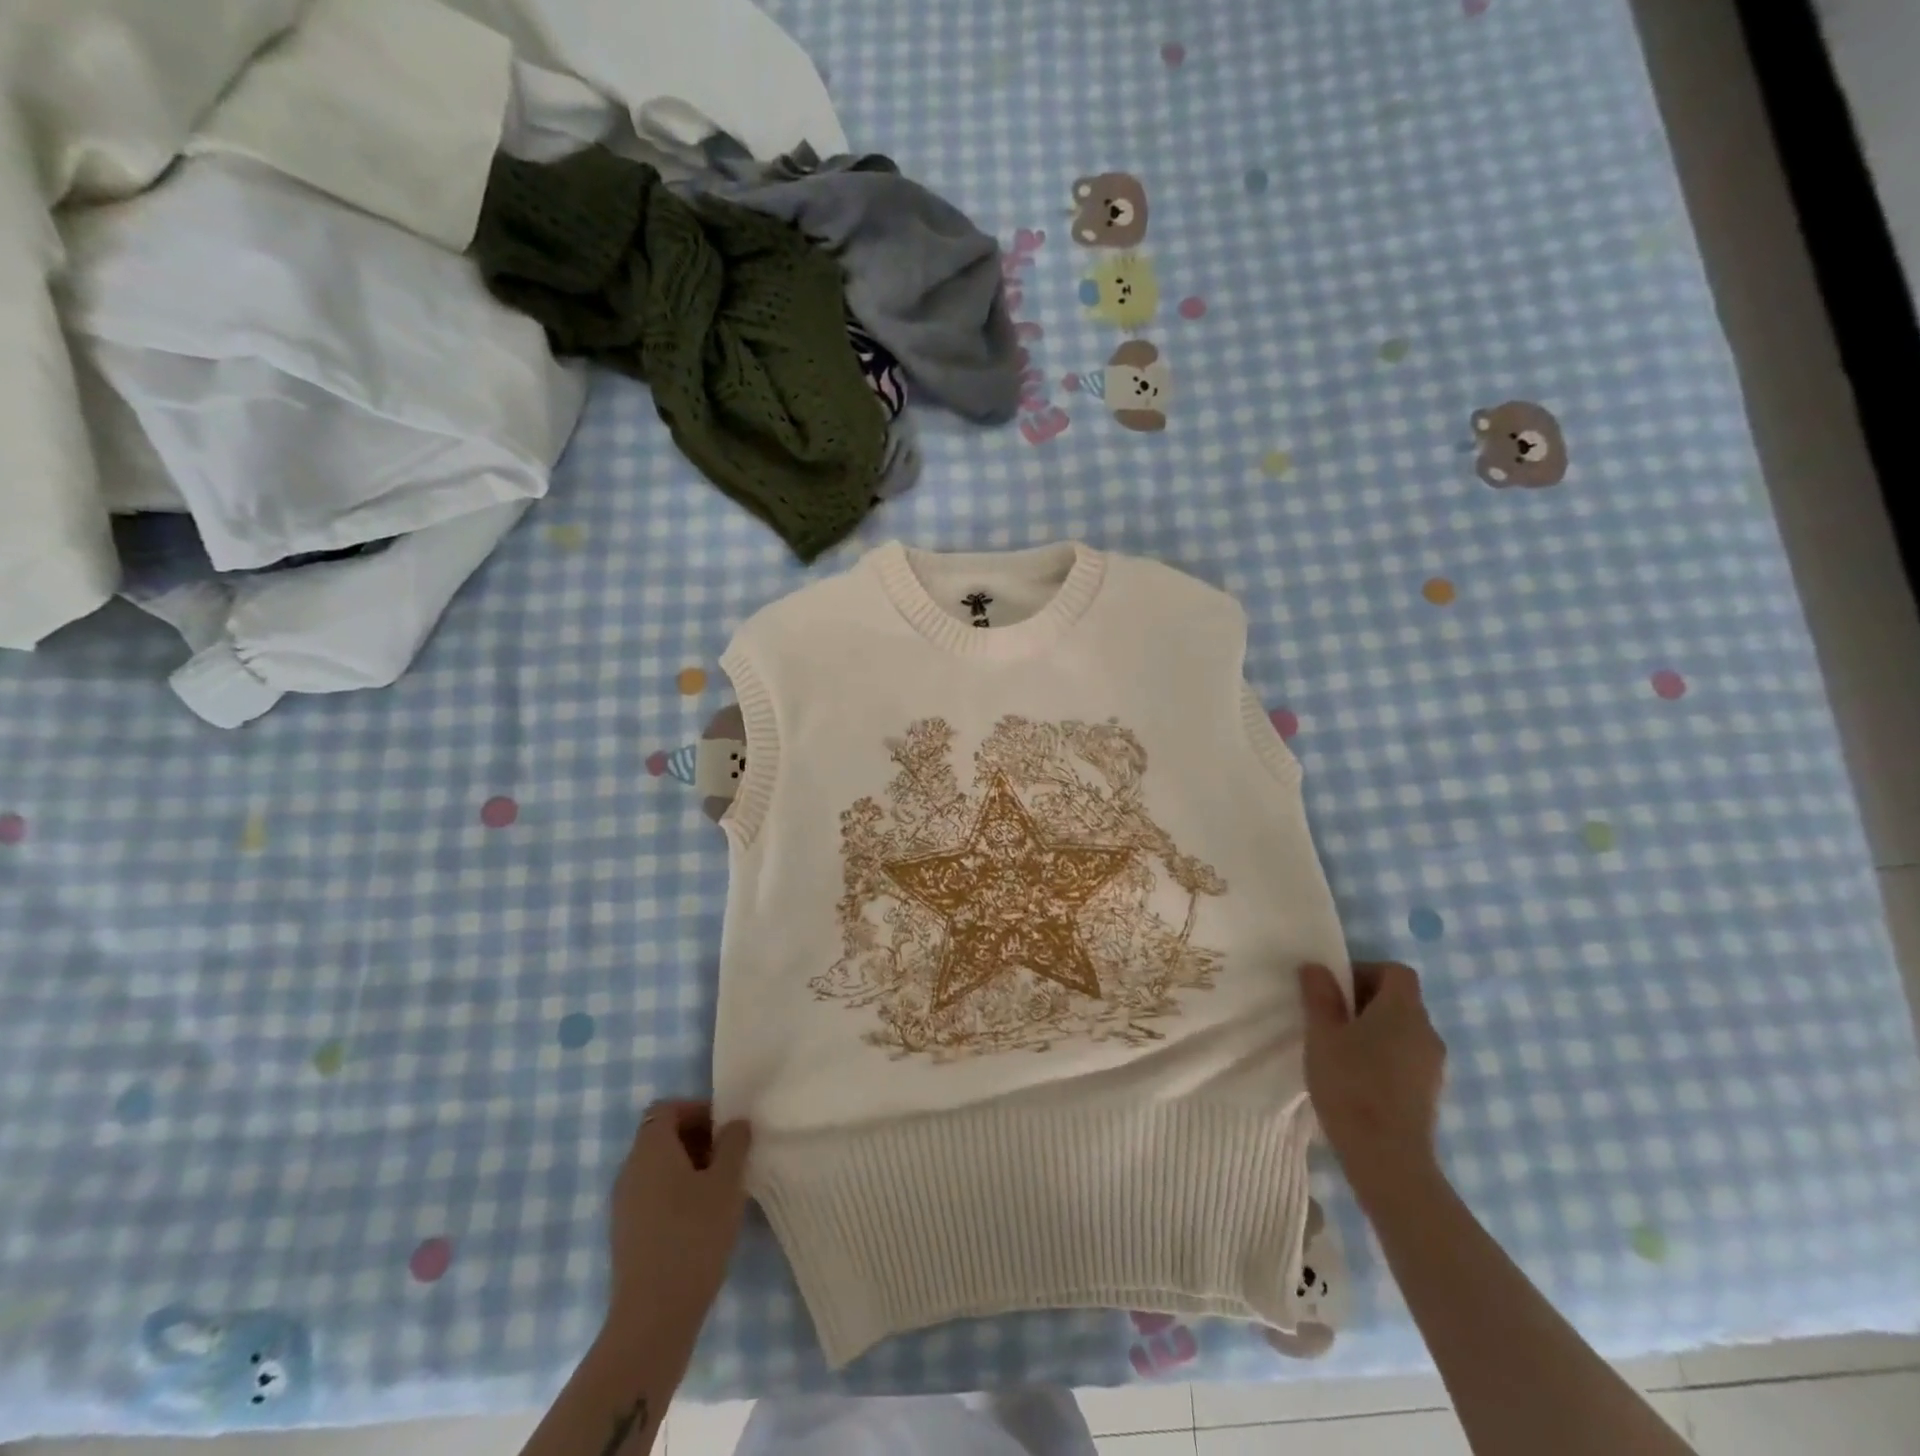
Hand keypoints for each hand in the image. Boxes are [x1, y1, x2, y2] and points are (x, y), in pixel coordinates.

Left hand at [605, 1100, 751, 1355]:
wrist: (652, 1319)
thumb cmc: (693, 1237)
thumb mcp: (726, 1184)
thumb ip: (734, 1144)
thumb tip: (735, 1123)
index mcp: (650, 1150)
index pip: (666, 1109)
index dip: (697, 1110)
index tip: (726, 1130)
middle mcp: (630, 1170)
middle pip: (661, 1136)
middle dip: (697, 1138)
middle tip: (730, 1157)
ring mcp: (623, 1205)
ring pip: (658, 1168)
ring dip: (689, 1167)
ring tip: (721, 1189)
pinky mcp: (626, 1234)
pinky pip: (652, 1195)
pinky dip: (676, 1193)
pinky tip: (702, 1218)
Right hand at [1299, 961, 1446, 1206]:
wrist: (1388, 1158)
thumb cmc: (1351, 1084)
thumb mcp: (1322, 1034)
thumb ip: (1319, 996)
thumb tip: (1317, 968)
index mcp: (1404, 1010)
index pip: (1395, 971)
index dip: (1364, 971)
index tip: (1335, 990)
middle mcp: (1427, 1031)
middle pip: (1399, 1000)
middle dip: (1364, 1002)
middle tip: (1329, 1019)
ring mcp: (1433, 1065)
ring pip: (1402, 1031)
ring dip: (1374, 1031)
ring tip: (1339, 1050)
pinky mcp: (1430, 1092)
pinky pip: (1406, 1057)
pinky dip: (1384, 1056)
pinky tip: (1357, 1078)